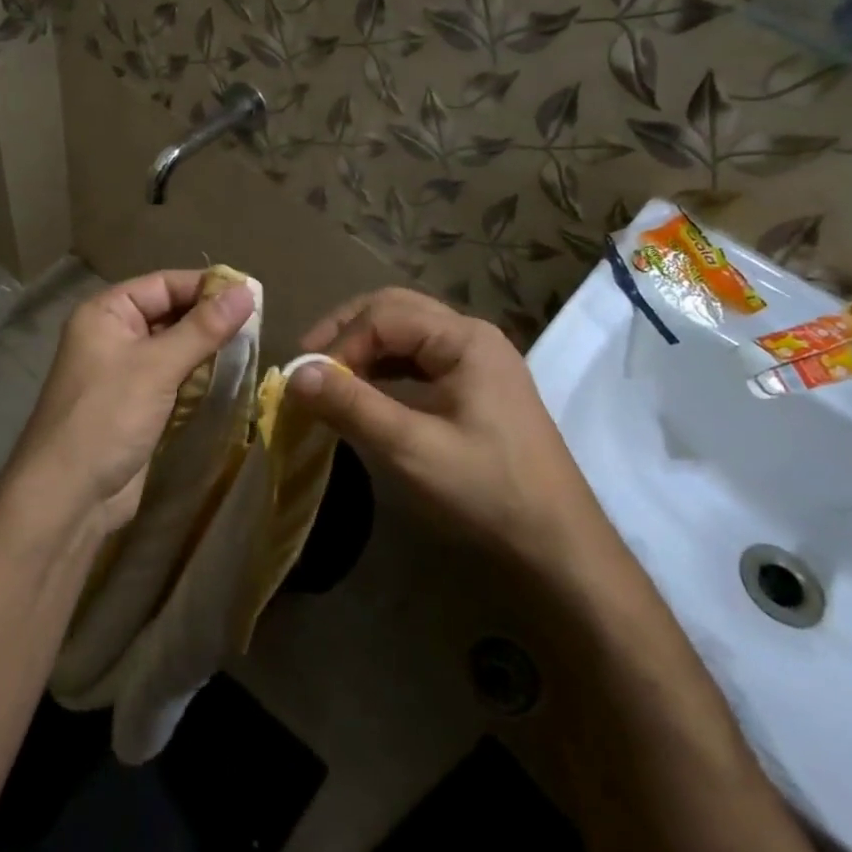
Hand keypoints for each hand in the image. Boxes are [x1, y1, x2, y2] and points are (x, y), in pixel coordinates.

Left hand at [6, 270, 256, 539]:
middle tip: (260, 324)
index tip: (253, 294)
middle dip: (209, 319)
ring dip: (208, 351)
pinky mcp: (137, 406)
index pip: (163, 284)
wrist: (70, 495)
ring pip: (175, 350)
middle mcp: (113, 336)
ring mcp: (124, 374)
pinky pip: (174, 381)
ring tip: (253, 348)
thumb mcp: (157, 366)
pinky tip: (230, 379)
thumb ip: (203, 328)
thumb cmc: (107, 417)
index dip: (205, 287)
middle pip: (169, 314)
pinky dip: (199, 379)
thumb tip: (248, 290)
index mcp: (105, 313)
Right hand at [288, 288, 610, 579]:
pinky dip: (385, 366)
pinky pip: (420, 359)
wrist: (556, 541)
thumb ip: (352, 406)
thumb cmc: (486, 490)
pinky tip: (365, 390)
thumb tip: (295, 374)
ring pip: (407, 332)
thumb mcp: (410, 448)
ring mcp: (478, 361)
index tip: (308, 382)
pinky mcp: (477, 387)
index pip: (384, 316)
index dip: (340, 344)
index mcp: (464, 339)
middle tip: (308, 361)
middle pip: (396, 309)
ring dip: (364, 346)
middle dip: (347, 330)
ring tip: (329, 375)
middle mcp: (473, 337)